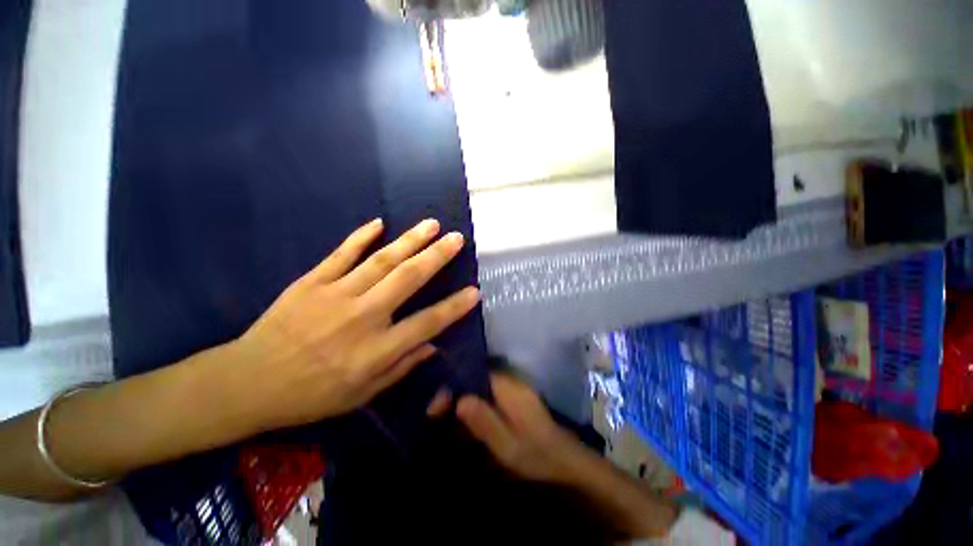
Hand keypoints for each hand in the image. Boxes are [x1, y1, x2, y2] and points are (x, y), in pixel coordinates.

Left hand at [230, 218, 479, 430]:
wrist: (248, 383)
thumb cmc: (311, 396)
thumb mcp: (363, 394)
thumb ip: (402, 367)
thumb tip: (432, 345)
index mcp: (377, 350)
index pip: (428, 323)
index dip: (454, 307)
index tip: (474, 291)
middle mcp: (363, 317)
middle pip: (408, 279)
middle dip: (437, 256)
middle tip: (457, 239)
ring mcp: (336, 294)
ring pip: (382, 260)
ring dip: (410, 240)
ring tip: (432, 225)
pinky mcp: (312, 282)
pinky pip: (341, 254)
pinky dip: (361, 237)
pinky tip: (379, 223)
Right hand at [445, 374, 591, 484]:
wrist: (565, 460)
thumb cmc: (536, 455)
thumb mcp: (507, 446)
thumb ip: (484, 422)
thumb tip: (459, 400)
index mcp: (509, 389)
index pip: (475, 373)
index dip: (454, 384)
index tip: (436, 405)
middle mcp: (512, 381)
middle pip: (476, 375)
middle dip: (456, 389)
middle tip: (437, 412)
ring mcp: (515, 387)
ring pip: (482, 382)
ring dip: (464, 393)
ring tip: (448, 413)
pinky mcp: (517, 395)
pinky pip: (490, 389)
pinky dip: (476, 398)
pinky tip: (469, 414)